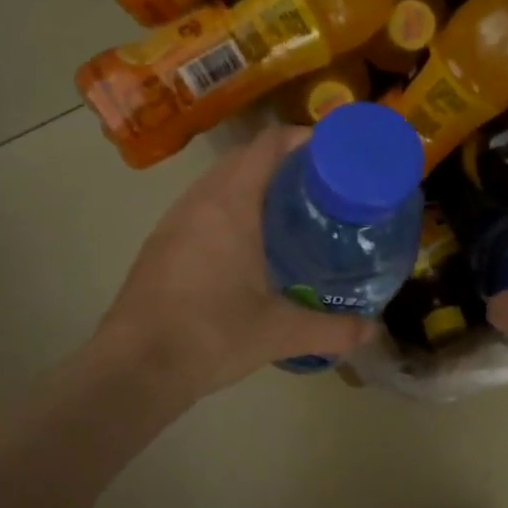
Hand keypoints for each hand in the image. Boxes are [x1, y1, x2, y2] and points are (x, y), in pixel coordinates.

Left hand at [96, 126, 378, 399]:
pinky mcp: (160, 246)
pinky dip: (231, 211)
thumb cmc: (212, 335)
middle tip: (323, 189)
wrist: (135, 368)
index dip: (305, 139)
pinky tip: (250, 248)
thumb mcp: (280, 333)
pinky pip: (202, 209)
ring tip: (291, 214)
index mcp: (231, 204)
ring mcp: (174, 222)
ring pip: (220, 184)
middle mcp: (199, 201)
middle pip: (245, 159)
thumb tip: (372, 330)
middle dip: (285, 165)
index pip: (270, 144)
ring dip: (254, 187)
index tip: (337, 155)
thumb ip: (332, 329)